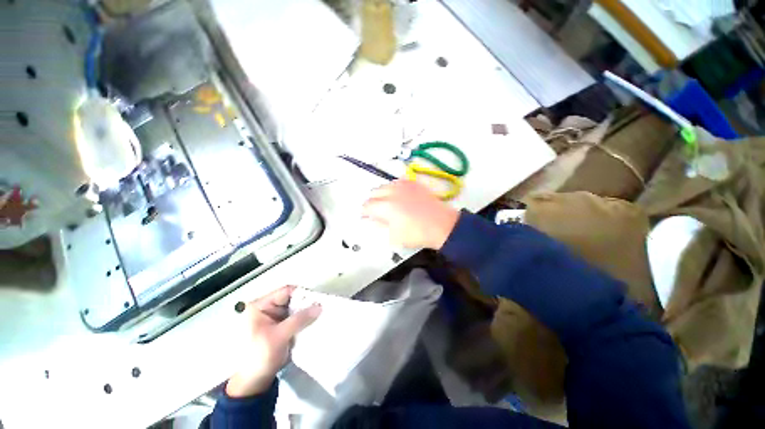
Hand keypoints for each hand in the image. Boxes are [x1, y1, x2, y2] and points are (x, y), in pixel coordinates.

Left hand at [226, 286, 320, 397]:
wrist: (256, 381)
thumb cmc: (260, 356)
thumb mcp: (278, 337)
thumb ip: (299, 320)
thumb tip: (319, 306)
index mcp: (260, 306)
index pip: (285, 291)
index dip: (302, 293)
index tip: (318, 298)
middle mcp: (268, 308)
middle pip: (292, 298)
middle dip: (307, 302)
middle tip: (322, 305)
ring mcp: (276, 317)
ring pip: (296, 307)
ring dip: (308, 310)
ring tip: (322, 312)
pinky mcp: (283, 325)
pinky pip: (297, 317)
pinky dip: (306, 318)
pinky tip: (316, 320)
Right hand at [362, 180, 459, 249]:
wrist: (441, 225)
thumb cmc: (417, 233)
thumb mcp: (394, 235)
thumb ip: (379, 225)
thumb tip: (372, 219)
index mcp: (386, 206)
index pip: (367, 206)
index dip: (364, 213)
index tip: (366, 217)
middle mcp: (392, 192)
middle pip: (373, 193)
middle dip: (372, 202)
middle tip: (376, 212)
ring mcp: (404, 185)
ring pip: (384, 185)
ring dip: (382, 194)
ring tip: (387, 203)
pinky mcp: (413, 183)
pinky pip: (397, 181)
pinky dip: (393, 188)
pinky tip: (398, 196)